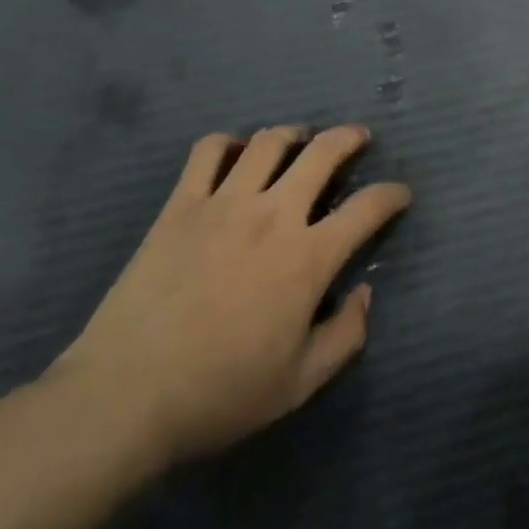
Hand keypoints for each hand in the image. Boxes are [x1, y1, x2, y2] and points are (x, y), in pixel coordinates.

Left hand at [51, 124, 410, 467]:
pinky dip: (227, 143)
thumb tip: (364, 293)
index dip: (391, 194)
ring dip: (293, 133)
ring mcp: (224, 202)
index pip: (366, 209)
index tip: (400, 193)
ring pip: (269, 142)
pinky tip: (234, 153)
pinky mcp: (182, 203)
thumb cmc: (220, 395)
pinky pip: (208, 151)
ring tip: (300, 140)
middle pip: (322, 152)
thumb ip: (345, 336)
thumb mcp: (299, 384)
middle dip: (350, 137)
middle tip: (359, 137)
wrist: (128, 394)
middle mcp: (273, 214)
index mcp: (307, 257)